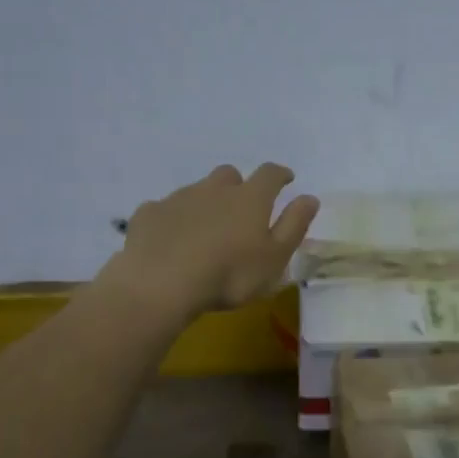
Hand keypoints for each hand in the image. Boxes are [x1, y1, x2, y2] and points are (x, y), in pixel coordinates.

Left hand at [99, 163, 319, 320]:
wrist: (160, 283)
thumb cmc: (229, 275)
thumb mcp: (274, 258)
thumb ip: (294, 225)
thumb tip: (310, 197)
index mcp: (249, 199)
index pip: (270, 174)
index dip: (280, 175)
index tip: (286, 179)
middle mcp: (214, 189)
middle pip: (229, 175)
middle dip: (238, 186)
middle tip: (240, 209)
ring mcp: (178, 198)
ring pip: (196, 191)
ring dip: (205, 203)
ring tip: (205, 231)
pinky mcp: (148, 213)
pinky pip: (165, 210)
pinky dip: (172, 220)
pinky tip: (170, 241)